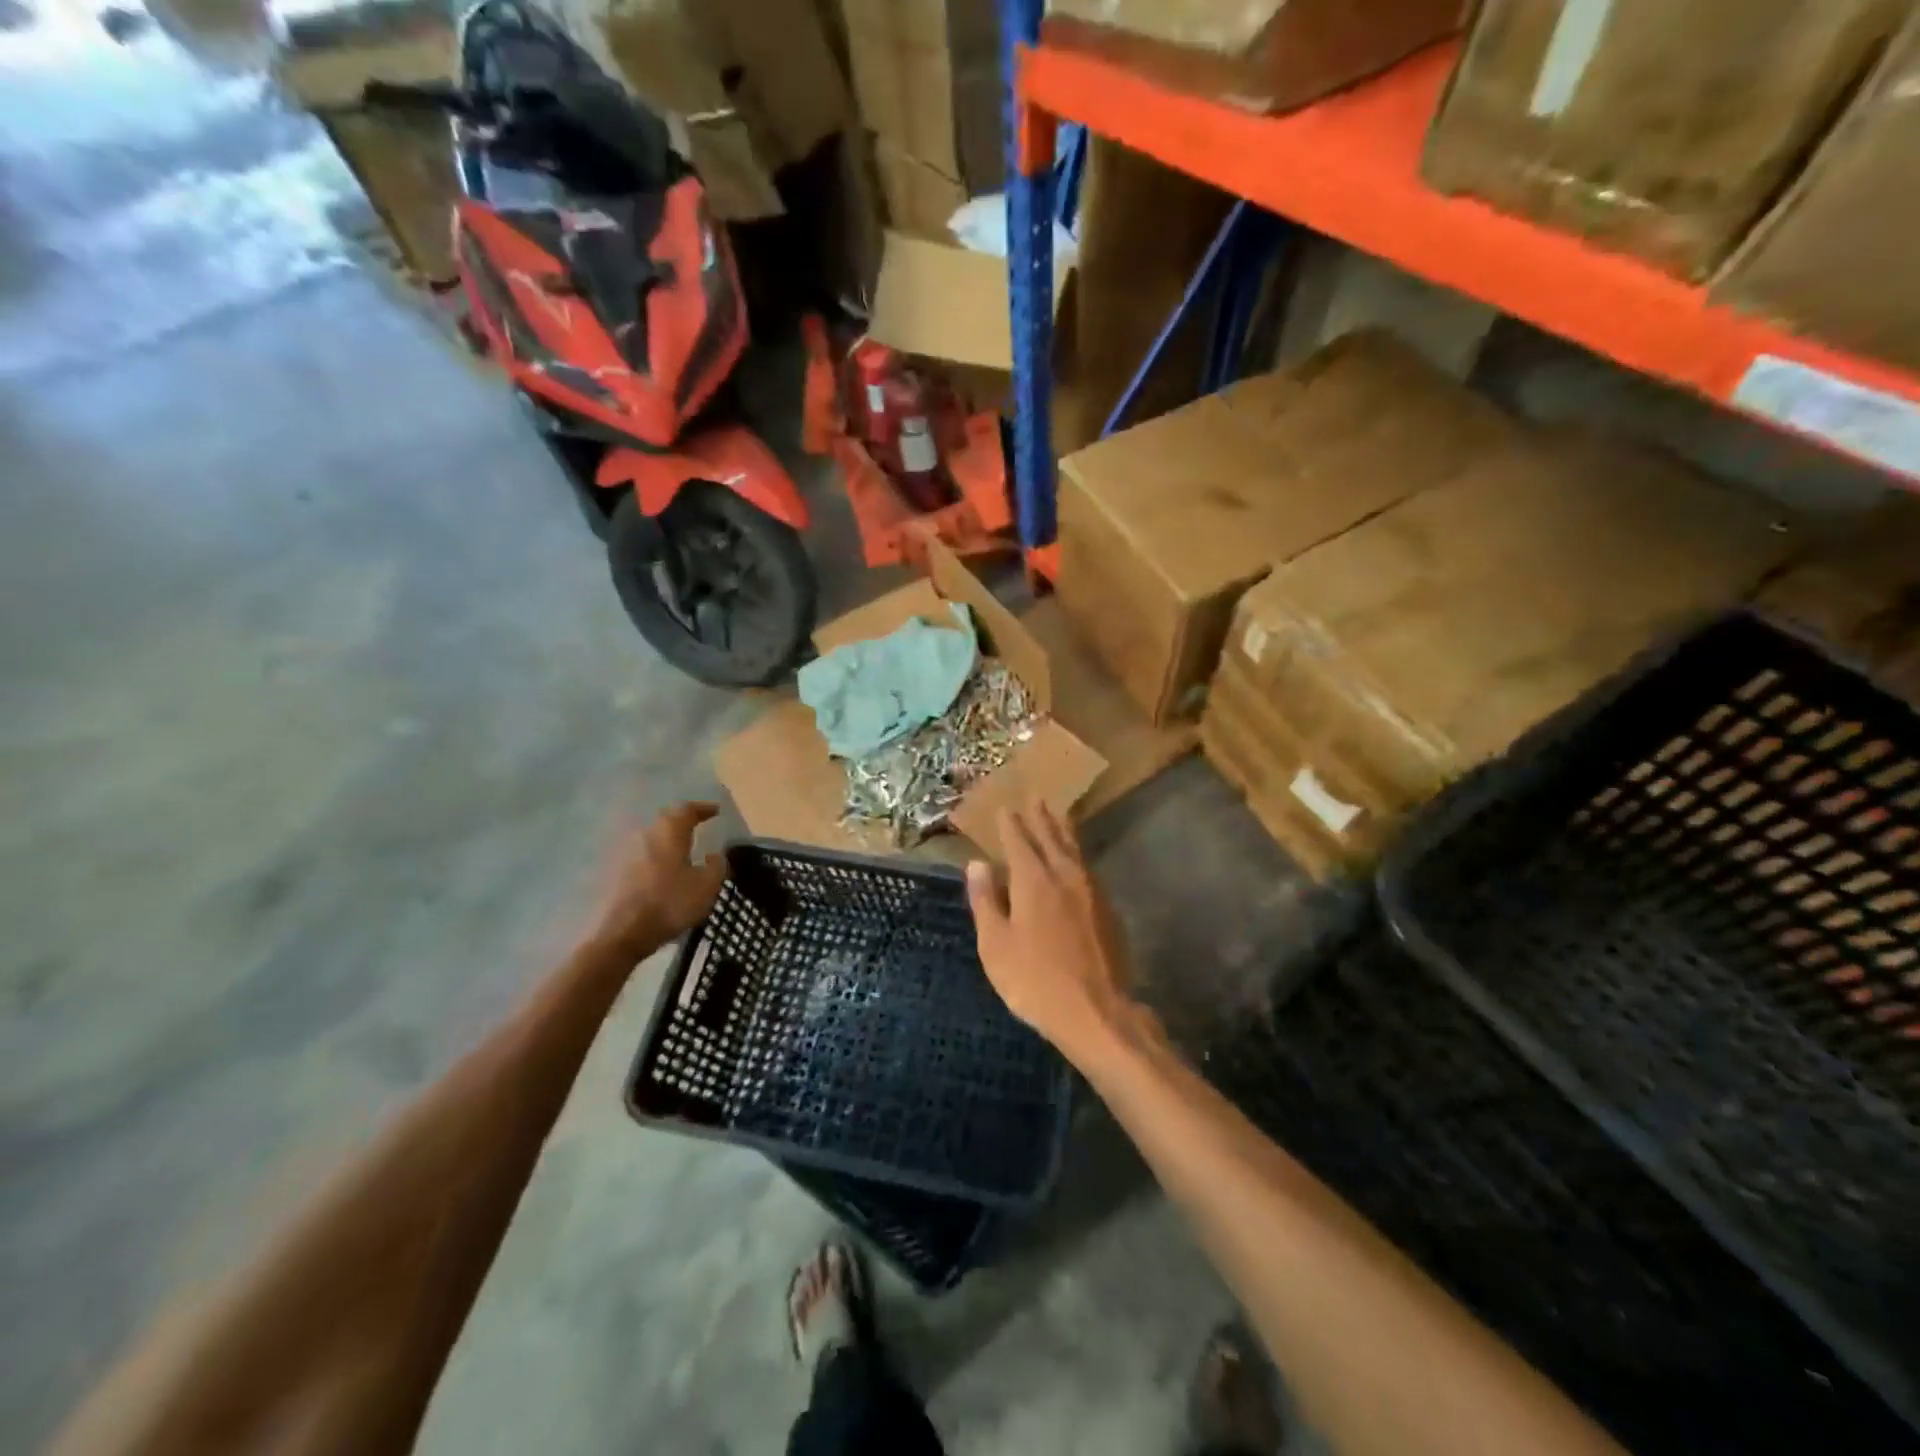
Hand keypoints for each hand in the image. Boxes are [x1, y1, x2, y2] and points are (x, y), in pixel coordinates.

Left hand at [594, 801, 726, 956]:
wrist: (622, 933)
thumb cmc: (670, 904)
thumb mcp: (707, 886)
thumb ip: (717, 865)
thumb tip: (715, 854)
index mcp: (670, 832)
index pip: (687, 809)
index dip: (703, 808)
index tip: (716, 811)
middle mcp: (645, 834)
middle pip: (666, 820)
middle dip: (682, 822)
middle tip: (698, 827)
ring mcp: (625, 852)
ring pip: (651, 838)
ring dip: (666, 841)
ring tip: (681, 851)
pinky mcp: (613, 872)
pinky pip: (639, 855)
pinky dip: (653, 858)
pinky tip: (661, 871)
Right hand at [966, 802, 1135, 1065]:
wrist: (1098, 1012)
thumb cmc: (1035, 982)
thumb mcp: (996, 945)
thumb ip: (986, 901)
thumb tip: (976, 863)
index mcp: (1033, 881)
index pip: (1019, 842)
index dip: (1010, 824)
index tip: (1004, 807)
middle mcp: (1064, 876)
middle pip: (1051, 837)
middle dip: (1040, 818)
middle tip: (1035, 798)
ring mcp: (1091, 891)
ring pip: (1074, 849)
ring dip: (1063, 830)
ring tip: (1058, 815)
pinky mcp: (1107, 908)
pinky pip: (1087, 867)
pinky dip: (1077, 853)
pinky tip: (1076, 860)